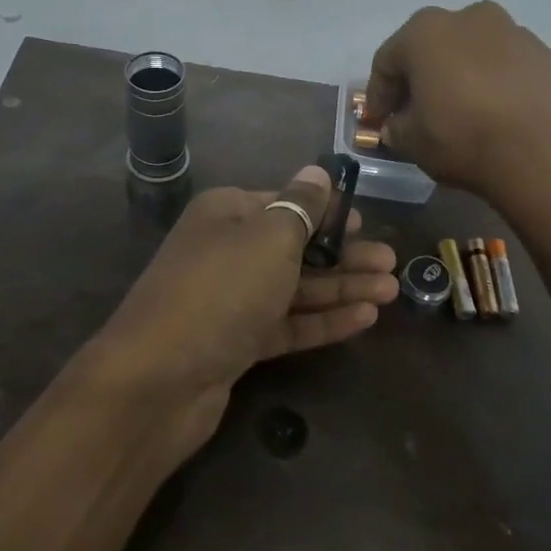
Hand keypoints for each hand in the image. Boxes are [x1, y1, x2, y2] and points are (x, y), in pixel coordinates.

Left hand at [83, 164, 397, 464]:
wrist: (159, 379)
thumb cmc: (222, 290)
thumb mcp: (269, 237)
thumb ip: (301, 207)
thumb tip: (318, 172)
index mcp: (227, 214)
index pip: (284, 203)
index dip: (326, 211)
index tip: (366, 221)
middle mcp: (227, 252)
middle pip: (295, 248)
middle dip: (344, 255)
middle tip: (391, 262)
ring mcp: (231, 301)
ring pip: (295, 288)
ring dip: (342, 288)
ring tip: (391, 290)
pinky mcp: (237, 343)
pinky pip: (288, 324)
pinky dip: (323, 320)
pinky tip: (364, 319)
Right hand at [365, 1, 550, 200]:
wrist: (546, 156)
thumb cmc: (464, 139)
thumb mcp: (412, 142)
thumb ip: (397, 128)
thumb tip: (399, 125)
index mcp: (428, 31)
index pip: (388, 60)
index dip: (379, 93)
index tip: (378, 120)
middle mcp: (474, 18)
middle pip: (436, 47)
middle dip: (424, 77)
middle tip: (419, 111)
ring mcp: (519, 34)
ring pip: (479, 53)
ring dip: (467, 77)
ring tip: (466, 114)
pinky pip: (515, 70)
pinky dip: (503, 86)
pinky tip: (504, 118)